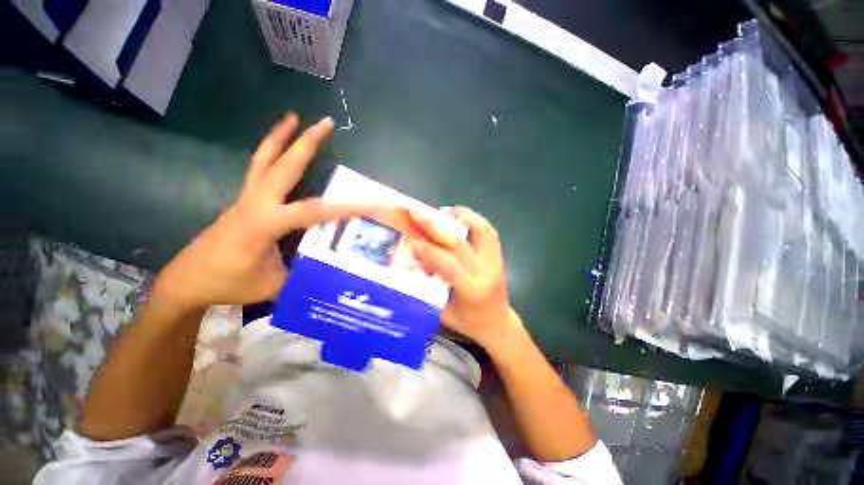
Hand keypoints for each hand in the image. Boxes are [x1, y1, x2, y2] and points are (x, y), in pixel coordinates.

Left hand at [151, 114, 378, 310]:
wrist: (188, 281)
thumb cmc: (230, 284)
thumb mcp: (276, 284)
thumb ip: (305, 271)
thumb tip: (332, 266)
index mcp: (265, 224)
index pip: (314, 211)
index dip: (344, 207)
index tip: (369, 203)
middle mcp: (256, 204)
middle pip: (284, 166)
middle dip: (306, 143)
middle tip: (325, 123)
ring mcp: (246, 199)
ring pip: (263, 160)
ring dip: (279, 137)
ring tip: (293, 117)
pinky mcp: (243, 201)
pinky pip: (258, 170)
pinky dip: (269, 153)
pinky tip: (279, 148)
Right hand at [408, 207, 522, 350]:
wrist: (499, 324)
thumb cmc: (469, 323)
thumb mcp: (443, 314)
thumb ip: (427, 290)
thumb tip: (410, 265)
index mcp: (471, 291)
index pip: (448, 266)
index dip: (428, 252)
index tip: (410, 240)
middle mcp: (486, 272)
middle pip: (460, 244)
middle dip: (436, 227)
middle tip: (418, 213)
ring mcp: (496, 262)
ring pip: (482, 231)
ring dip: (462, 216)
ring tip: (443, 210)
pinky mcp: (499, 256)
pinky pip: (489, 232)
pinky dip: (475, 219)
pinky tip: (460, 216)